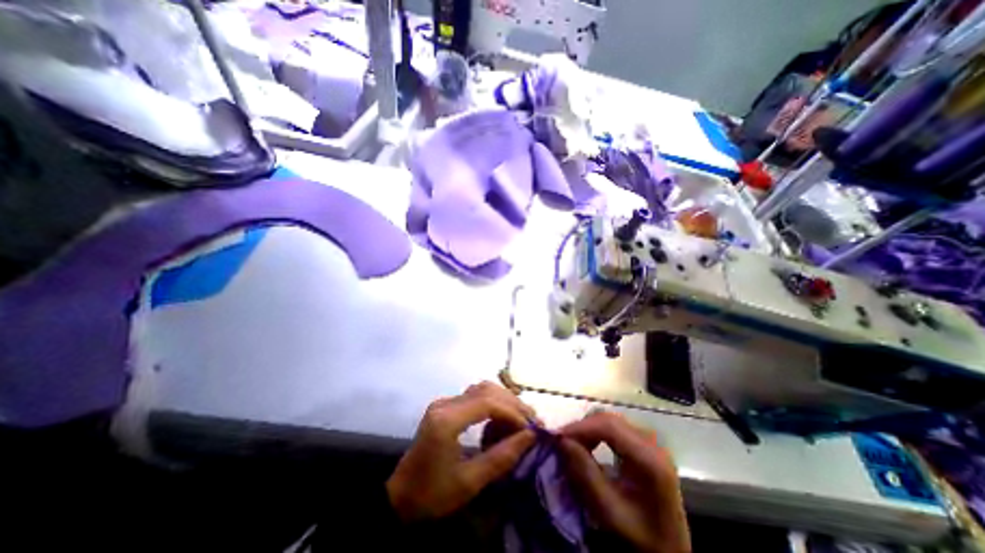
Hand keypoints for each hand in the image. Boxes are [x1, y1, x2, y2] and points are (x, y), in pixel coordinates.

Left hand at [388, 382, 537, 521]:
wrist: (400, 497)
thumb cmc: (433, 494)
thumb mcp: (470, 482)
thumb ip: (501, 457)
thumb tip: (529, 436)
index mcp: (447, 420)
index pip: (487, 403)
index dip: (512, 412)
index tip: (530, 427)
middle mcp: (445, 404)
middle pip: (485, 390)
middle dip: (511, 402)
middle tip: (531, 418)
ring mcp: (443, 402)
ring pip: (480, 388)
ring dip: (503, 398)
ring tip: (520, 415)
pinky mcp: (444, 406)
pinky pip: (473, 395)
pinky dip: (492, 401)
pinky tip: (501, 414)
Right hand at [561, 410, 690, 552]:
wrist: (668, 550)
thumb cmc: (639, 535)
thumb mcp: (608, 510)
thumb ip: (585, 473)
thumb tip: (562, 440)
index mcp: (650, 459)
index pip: (610, 426)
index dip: (581, 426)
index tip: (559, 436)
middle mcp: (652, 442)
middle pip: (610, 419)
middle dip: (583, 427)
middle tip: (562, 441)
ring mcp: (650, 441)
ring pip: (610, 420)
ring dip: (588, 429)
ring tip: (572, 444)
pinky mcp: (644, 444)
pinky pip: (615, 428)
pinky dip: (597, 432)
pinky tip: (588, 445)